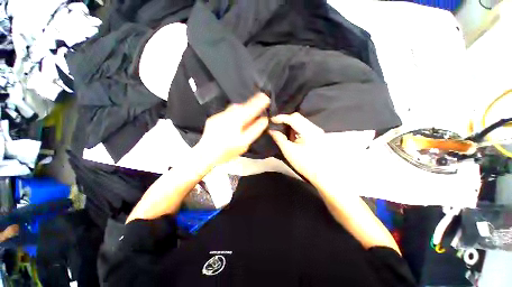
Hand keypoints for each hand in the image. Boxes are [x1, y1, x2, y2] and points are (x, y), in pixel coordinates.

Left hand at [196, 93, 269, 166]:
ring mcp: (219, 116)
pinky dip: (233, 114)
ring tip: (247, 114)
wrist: (205, 154)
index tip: (266, 98)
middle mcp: (228, 115)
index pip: (251, 108)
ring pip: (233, 108)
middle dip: (250, 105)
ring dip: (242, 109)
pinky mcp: (214, 119)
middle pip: (241, 106)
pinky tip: (234, 121)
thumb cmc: (226, 151)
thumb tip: (263, 120)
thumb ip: (255, 130)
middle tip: (257, 106)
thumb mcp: (244, 143)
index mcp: (237, 121)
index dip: (259, 103)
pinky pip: (227, 113)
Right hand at [269, 113, 374, 183]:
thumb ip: (279, 139)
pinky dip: (295, 128)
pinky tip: (290, 135)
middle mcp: (314, 127)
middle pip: (297, 117)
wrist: (321, 174)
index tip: (271, 120)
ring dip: (290, 124)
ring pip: (300, 121)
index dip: (281, 117)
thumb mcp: (289, 151)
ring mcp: (316, 131)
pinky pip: (303, 126)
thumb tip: (271, 130)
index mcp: (308, 131)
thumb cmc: (304, 163)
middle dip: (285, 120)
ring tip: (281, 129)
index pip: (293, 118)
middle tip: (276, 125)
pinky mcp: (316, 135)